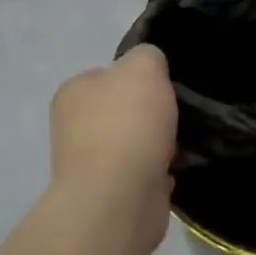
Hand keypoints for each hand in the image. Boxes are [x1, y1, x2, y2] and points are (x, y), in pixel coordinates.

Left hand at [47, 44, 178, 249]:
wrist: (119, 198)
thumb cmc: (127, 124)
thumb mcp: (144, 67)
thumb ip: (148, 57)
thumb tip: (151, 68)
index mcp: (73, 92)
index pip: (108, 75)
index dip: (139, 79)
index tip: (165, 87)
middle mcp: (72, 126)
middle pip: (122, 111)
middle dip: (149, 114)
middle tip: (179, 114)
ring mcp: (89, 165)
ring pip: (133, 144)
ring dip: (157, 145)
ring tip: (182, 143)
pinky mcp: (109, 196)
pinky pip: (142, 175)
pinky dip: (159, 173)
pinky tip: (175, 170)